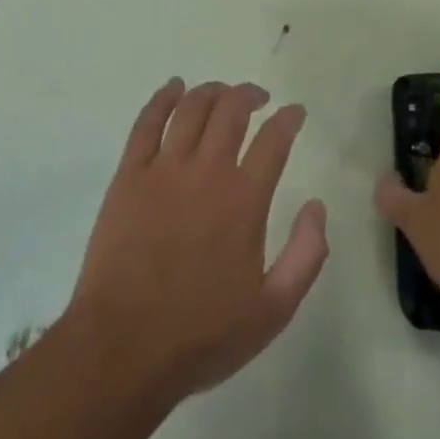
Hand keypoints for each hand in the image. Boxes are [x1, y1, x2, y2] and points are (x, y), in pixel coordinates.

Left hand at [69, 79, 328, 403]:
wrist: (122, 350)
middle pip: (231, 110)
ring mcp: (163, 170)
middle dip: (250, 94)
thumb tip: (317, 207)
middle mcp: (206, 172)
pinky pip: (146, 123)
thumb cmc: (201, 335)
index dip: (289, 119)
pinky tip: (173, 88)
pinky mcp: (128, 177)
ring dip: (212, 91)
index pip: (274, 139)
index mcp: (244, 200)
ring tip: (222, 93)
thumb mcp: (273, 310)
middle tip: (259, 98)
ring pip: (191, 108)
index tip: (295, 113)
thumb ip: (306, 255)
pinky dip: (162, 98)